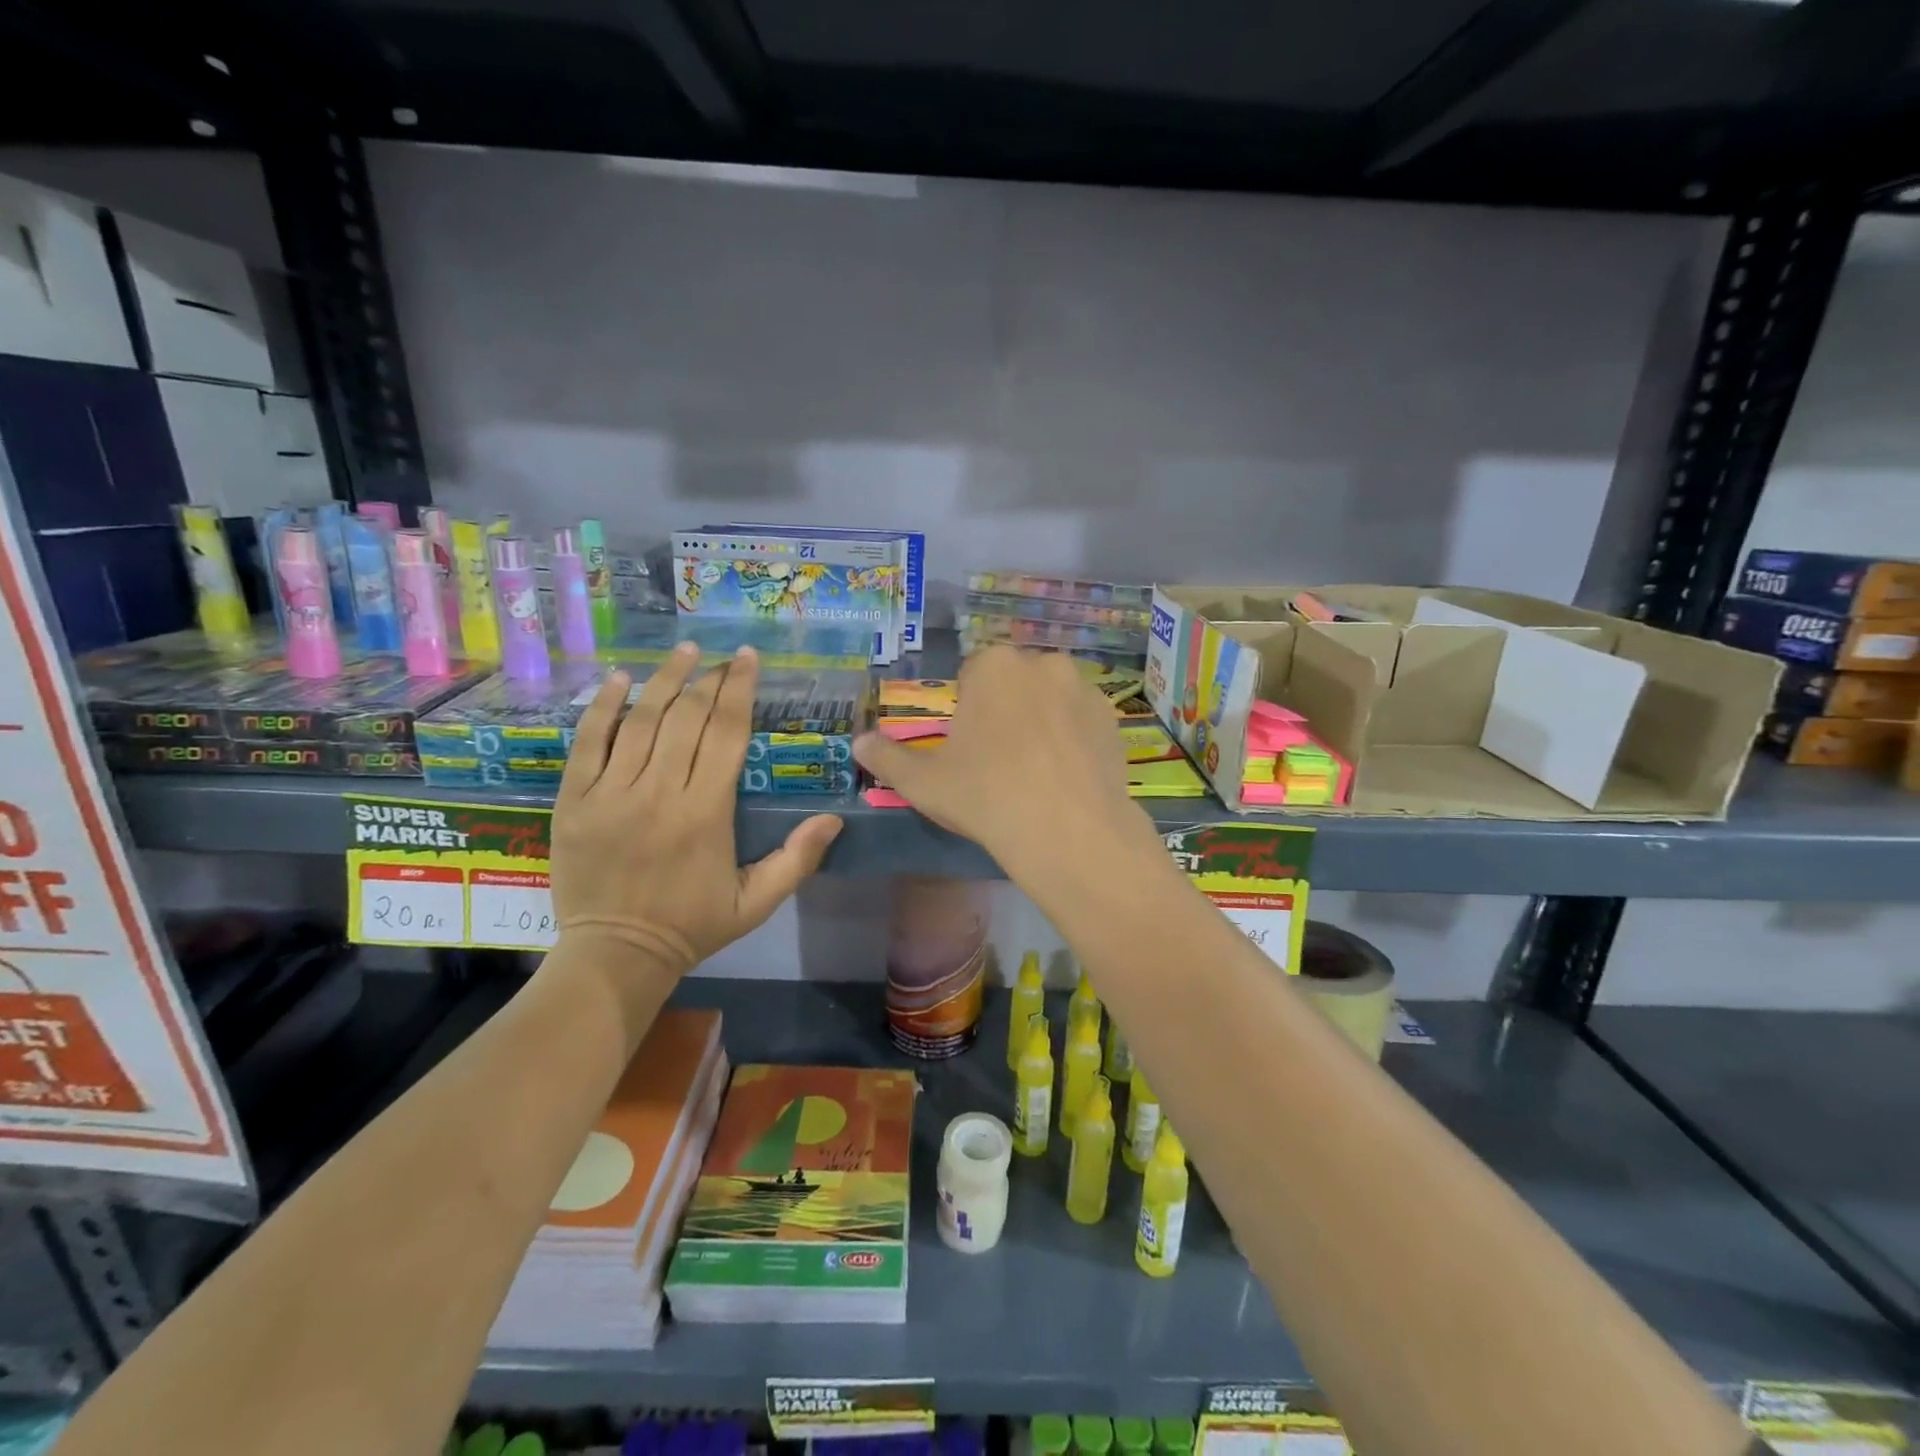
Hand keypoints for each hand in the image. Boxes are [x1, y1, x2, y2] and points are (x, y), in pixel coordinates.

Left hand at [550, 643, 842, 977]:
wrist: (615, 955)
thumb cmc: (692, 926)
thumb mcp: (756, 902)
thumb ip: (797, 859)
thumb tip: (835, 818)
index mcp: (706, 812)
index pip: (726, 733)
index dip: (739, 690)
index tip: (747, 659)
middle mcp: (660, 792)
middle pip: (687, 718)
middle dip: (709, 679)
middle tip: (723, 657)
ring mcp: (611, 793)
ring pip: (640, 720)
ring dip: (664, 680)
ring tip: (684, 652)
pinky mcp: (574, 800)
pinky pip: (588, 742)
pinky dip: (603, 707)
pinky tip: (619, 678)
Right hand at [852, 646, 1141, 873]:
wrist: (1069, 832)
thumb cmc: (986, 796)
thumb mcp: (924, 782)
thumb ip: (887, 757)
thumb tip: (857, 743)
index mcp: (994, 665)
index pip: (973, 675)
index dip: (967, 710)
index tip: (969, 747)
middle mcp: (1043, 662)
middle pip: (1015, 683)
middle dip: (1006, 708)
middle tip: (1000, 760)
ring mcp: (1084, 689)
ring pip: (1052, 699)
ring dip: (1042, 720)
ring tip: (1037, 771)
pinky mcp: (1113, 719)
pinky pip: (1082, 721)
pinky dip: (1073, 739)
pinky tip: (1066, 777)